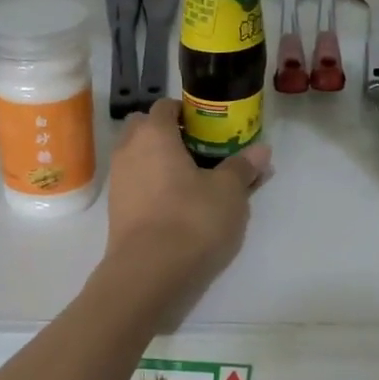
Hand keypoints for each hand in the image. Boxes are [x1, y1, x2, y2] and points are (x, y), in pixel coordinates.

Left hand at [104, 100, 270, 293]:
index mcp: (154, 134)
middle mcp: (128, 151)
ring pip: (140, 160)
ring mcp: (118, 182)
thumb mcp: (229, 192)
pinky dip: (155, 189)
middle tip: (202, 152)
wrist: (149, 273)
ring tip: (195, 183)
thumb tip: (261, 150)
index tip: (211, 127)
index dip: (188, 112)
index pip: (166, 106)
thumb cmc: (192, 218)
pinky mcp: (117, 211)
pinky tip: (179, 208)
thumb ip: (243, 167)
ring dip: (162, 164)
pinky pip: (138, 186)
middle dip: (170, 135)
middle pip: (146, 130)